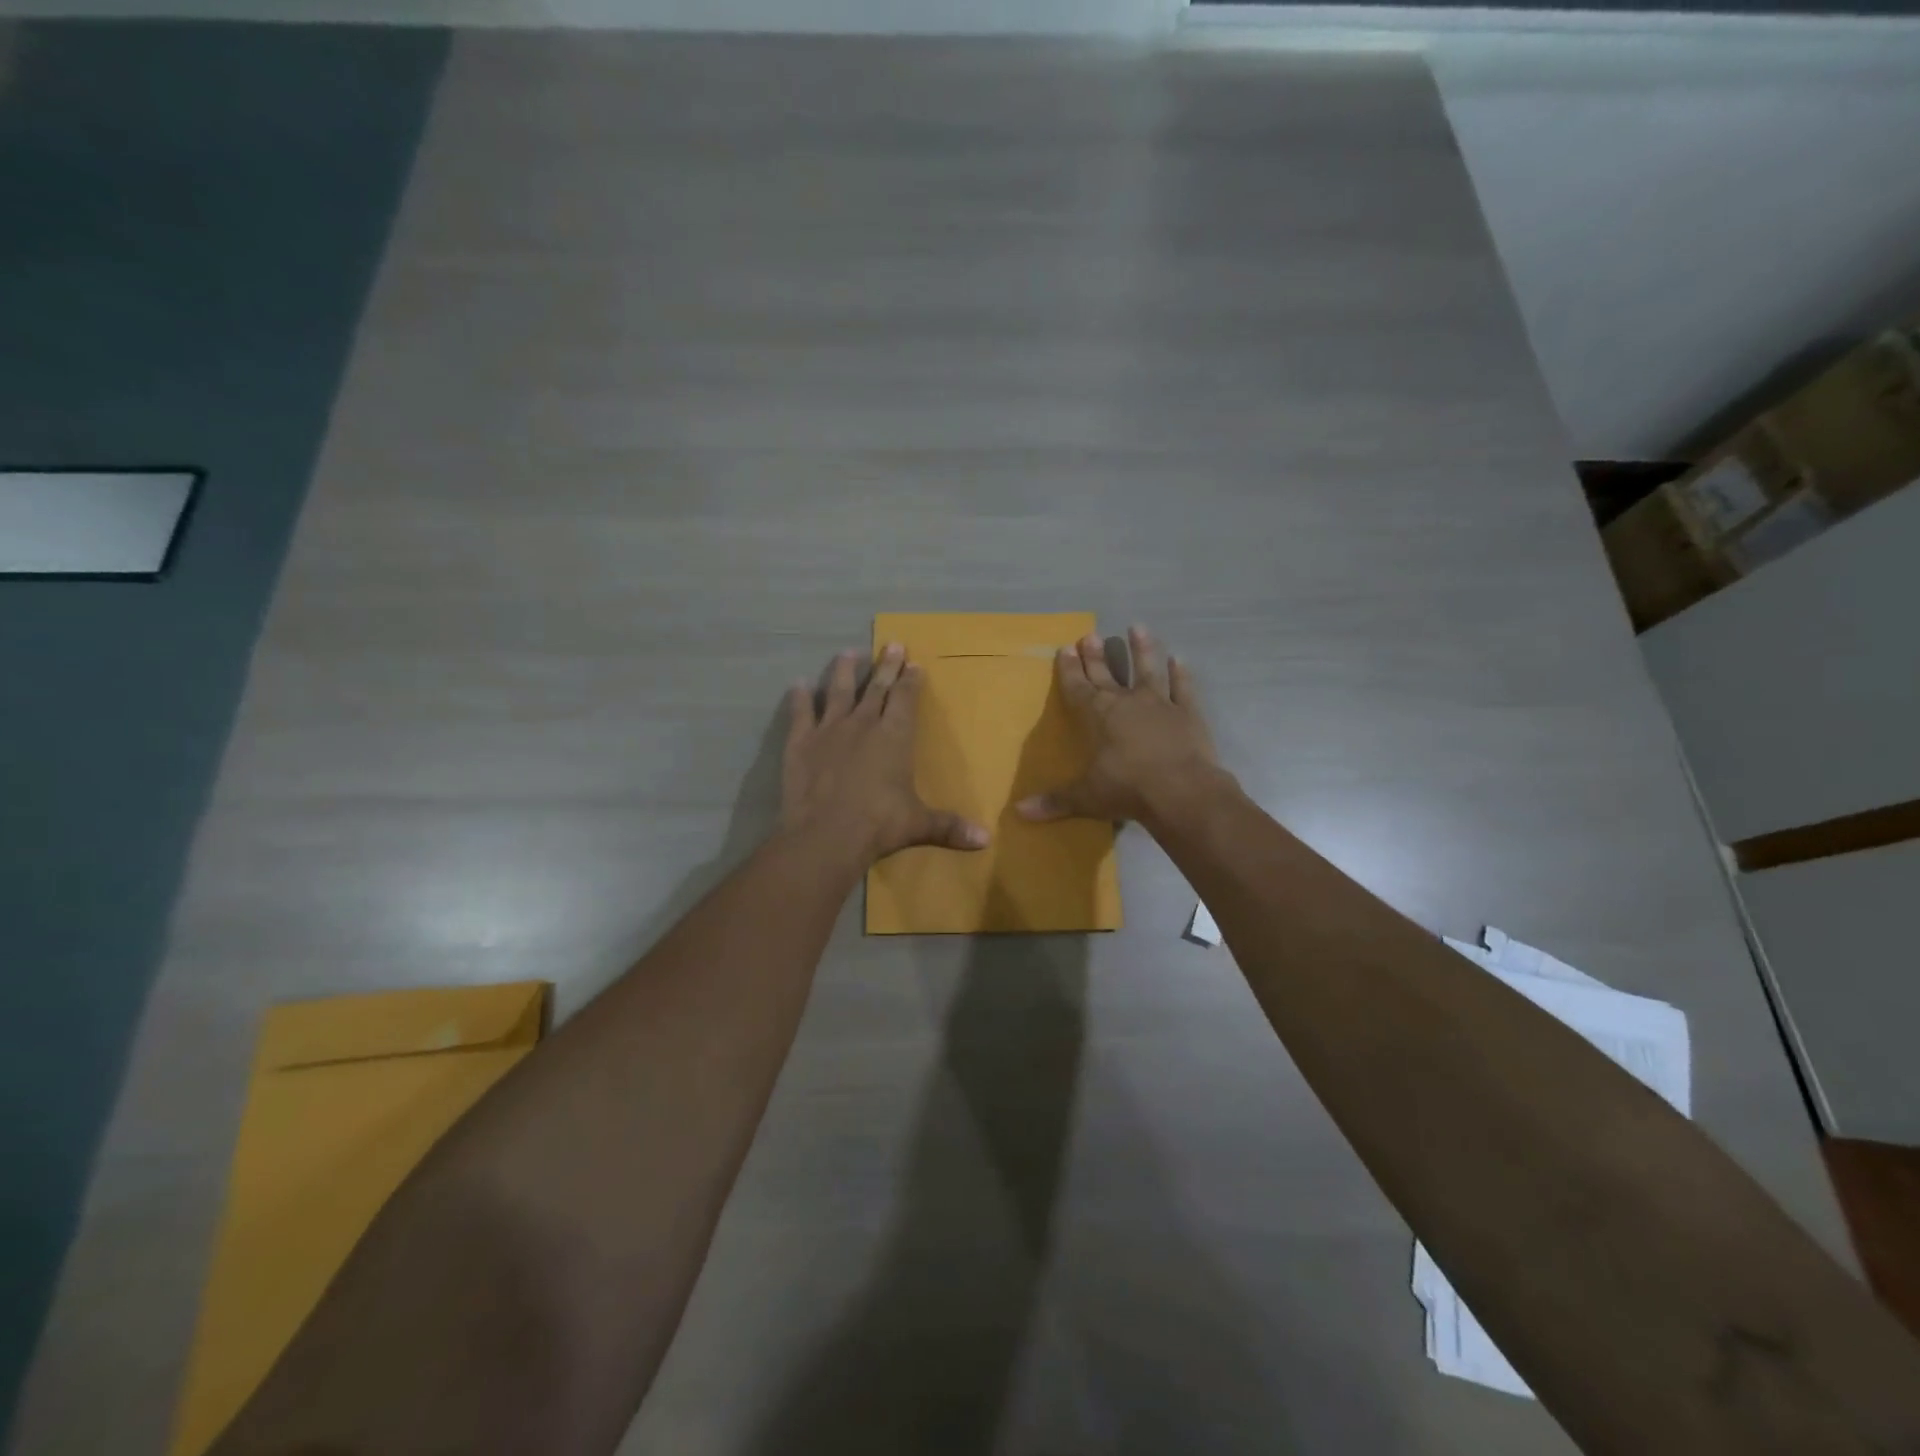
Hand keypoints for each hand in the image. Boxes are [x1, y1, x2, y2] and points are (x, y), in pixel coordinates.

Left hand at [782, 644, 991, 866]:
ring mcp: (829, 730)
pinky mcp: (801, 742)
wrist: (826, 835)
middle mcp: (863, 724)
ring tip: (847, 653)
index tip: (914, 663)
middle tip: (891, 643)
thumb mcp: (919, 825)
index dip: (911, 680)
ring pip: (838, 691)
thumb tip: (986, 840)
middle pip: (876, 687)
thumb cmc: (879, 825)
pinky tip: (798, 684)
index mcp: (894, 737)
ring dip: (844, 671)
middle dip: (886, 665)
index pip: (905, 698)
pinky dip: (800, 698)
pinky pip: (801, 713)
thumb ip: (949, 826)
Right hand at [1016, 625, 1225, 827]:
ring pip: (1149, 669)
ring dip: (1143, 649)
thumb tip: (1019, 812)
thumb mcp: (1086, 797)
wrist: (1182, 791)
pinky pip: (1183, 688)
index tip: (1064, 648)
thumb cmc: (1127, 790)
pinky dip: (1182, 675)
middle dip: (1096, 656)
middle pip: (1107, 674)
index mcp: (1098, 715)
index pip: (1078, 687)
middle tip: (1089, 635)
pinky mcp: (1188, 713)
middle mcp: (1127, 702)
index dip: (1069, 670)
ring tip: (1138, 627)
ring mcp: (1160, 704)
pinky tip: (1180, 660)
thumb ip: (1055, 801)